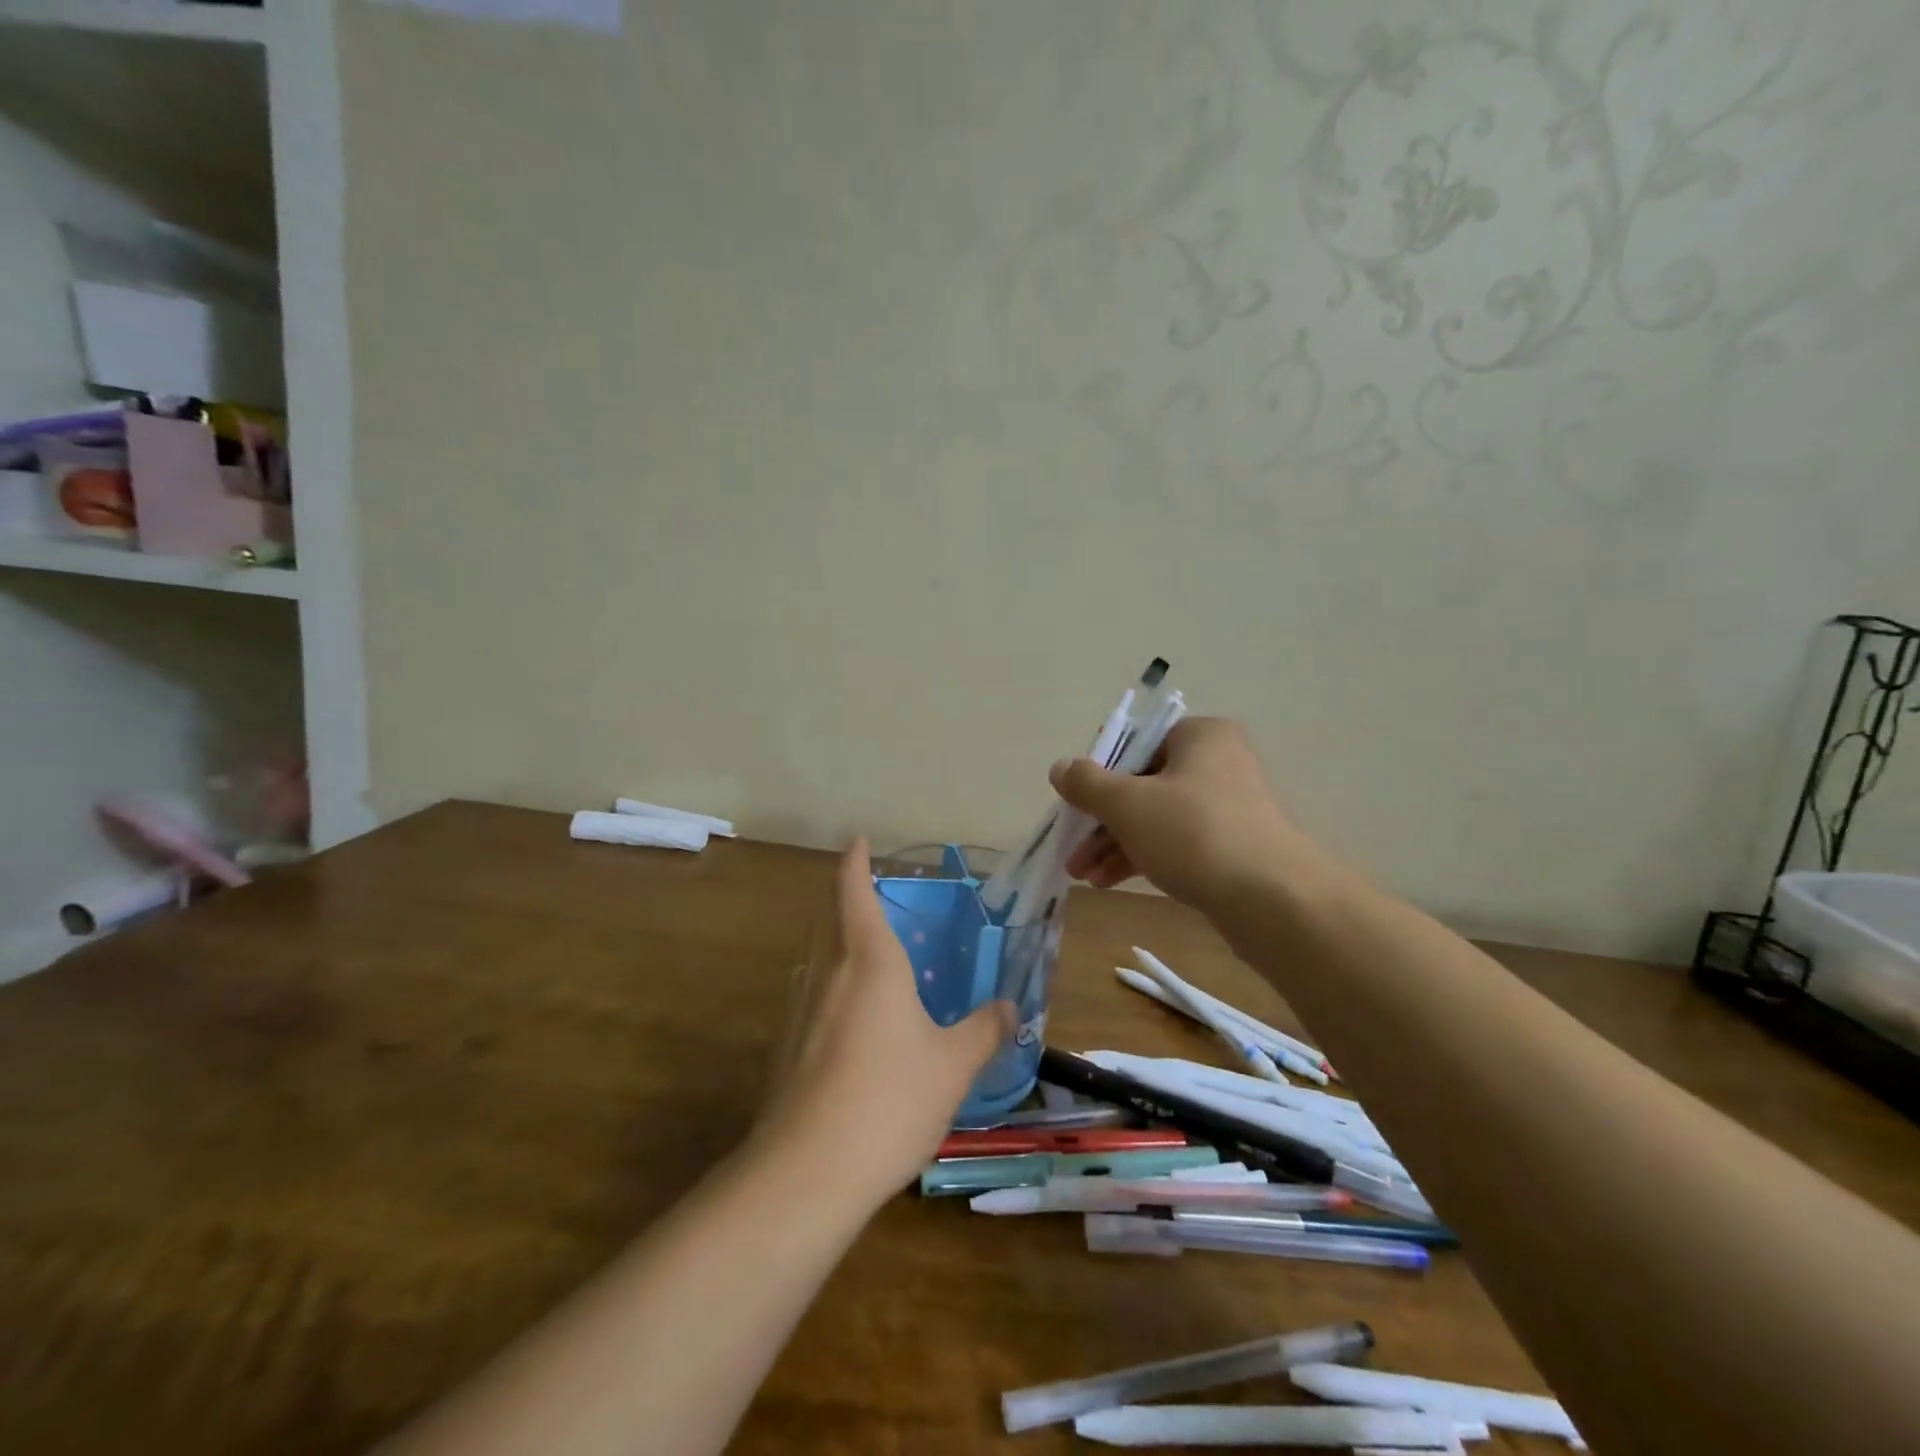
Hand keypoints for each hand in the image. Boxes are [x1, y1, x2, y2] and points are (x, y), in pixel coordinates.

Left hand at [759, 840, 1013, 1199]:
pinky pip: (812, 1000)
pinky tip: (853, 1028)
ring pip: (819, 961)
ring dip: (839, 949)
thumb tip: (1009, 1007)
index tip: (858, 841)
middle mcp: (827, 973)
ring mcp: (799, 1011)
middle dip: (849, 903)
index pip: (853, 891)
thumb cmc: (889, 1100)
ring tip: (872, 966)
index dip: (855, 862)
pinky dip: (832, 993)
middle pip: (830, 921)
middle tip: (880, 906)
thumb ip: (983, 1030)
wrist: (806, 1174)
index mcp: (868, 961)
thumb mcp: (953, 1066)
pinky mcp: (786, 1049)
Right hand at [1050, 717, 1319, 911]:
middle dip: (1102, 820)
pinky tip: (1110, 882)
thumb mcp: (1127, 803)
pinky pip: (1176, 843)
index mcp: (1200, 737)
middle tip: (1073, 850)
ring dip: (1116, 844)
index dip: (1099, 772)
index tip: (1076, 803)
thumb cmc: (1193, 833)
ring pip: (1156, 818)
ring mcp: (1227, 807)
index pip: (1136, 743)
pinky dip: (1143, 857)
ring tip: (1084, 875)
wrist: (1271, 900)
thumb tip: (1060, 768)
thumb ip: (1087, 783)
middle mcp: (1217, 763)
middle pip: (1142, 784)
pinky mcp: (1232, 846)